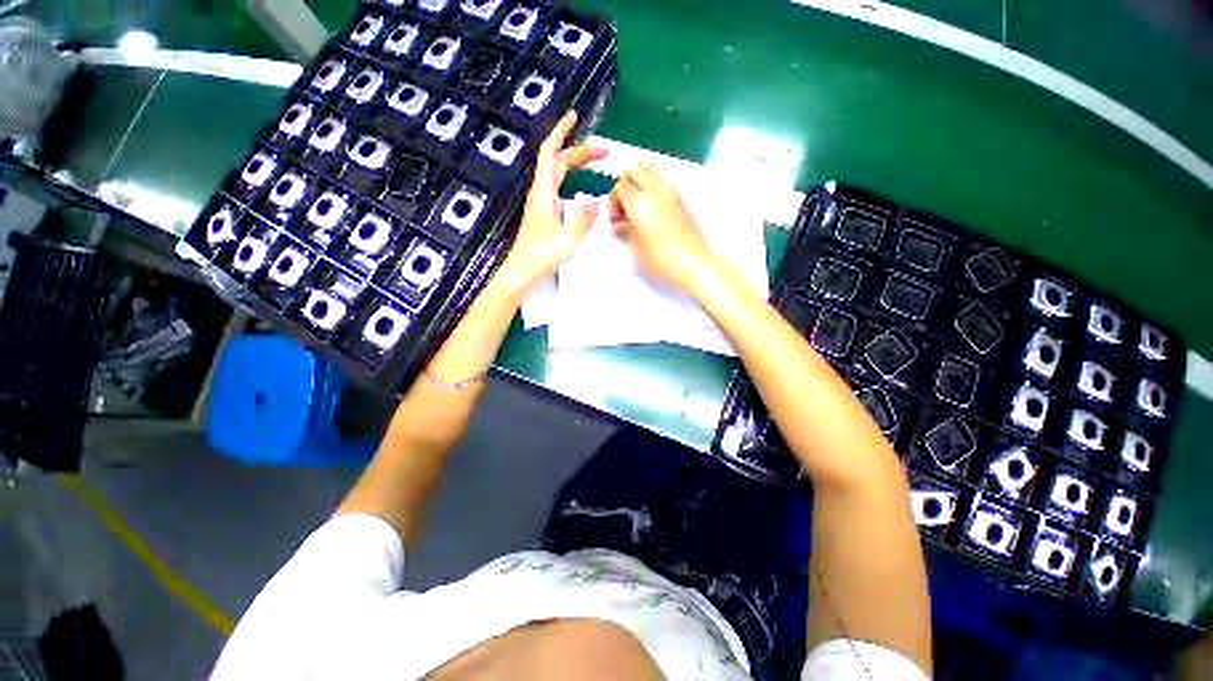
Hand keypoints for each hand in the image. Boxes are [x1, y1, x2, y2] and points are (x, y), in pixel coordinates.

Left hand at [497, 110, 605, 293]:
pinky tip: (583, 186)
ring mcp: (541, 203)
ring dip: (575, 162)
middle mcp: (540, 194)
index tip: (574, 117)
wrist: (521, 272)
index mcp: (544, 196)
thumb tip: (594, 200)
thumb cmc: (541, 258)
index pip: (550, 154)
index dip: (561, 132)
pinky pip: (558, 186)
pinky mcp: (543, 212)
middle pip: (557, 161)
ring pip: (557, 173)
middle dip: (579, 150)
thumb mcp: (566, 241)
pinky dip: (571, 177)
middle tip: (603, 150)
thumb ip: (581, 220)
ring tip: (596, 161)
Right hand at [608, 163, 715, 291]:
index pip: (620, 185)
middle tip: (625, 208)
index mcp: (640, 202)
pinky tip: (653, 213)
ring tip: (639, 208)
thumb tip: (620, 225)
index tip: (616, 220)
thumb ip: (625, 232)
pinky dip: (654, 189)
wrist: (695, 265)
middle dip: (626, 185)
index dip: (613, 201)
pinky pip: (664, 183)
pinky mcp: (683, 201)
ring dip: (641, 184)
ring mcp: (673, 193)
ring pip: (652, 171)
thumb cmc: (661, 261)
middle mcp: (656, 191)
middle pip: (636, 170)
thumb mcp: (635, 250)